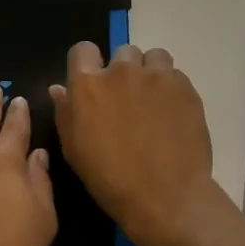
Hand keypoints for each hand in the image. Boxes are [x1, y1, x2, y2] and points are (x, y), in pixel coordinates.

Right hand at [50, 42, 222, 245]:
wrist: (165, 195)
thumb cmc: (110, 178)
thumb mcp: (74, 149)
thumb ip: (65, 112)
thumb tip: (59, 88)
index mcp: (88, 84)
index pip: (83, 50)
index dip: (88, 64)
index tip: (94, 83)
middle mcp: (121, 71)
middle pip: (122, 52)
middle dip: (123, 70)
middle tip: (128, 100)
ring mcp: (157, 76)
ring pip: (153, 57)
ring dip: (150, 73)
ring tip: (154, 101)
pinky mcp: (185, 87)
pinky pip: (176, 75)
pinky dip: (172, 88)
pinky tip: (173, 114)